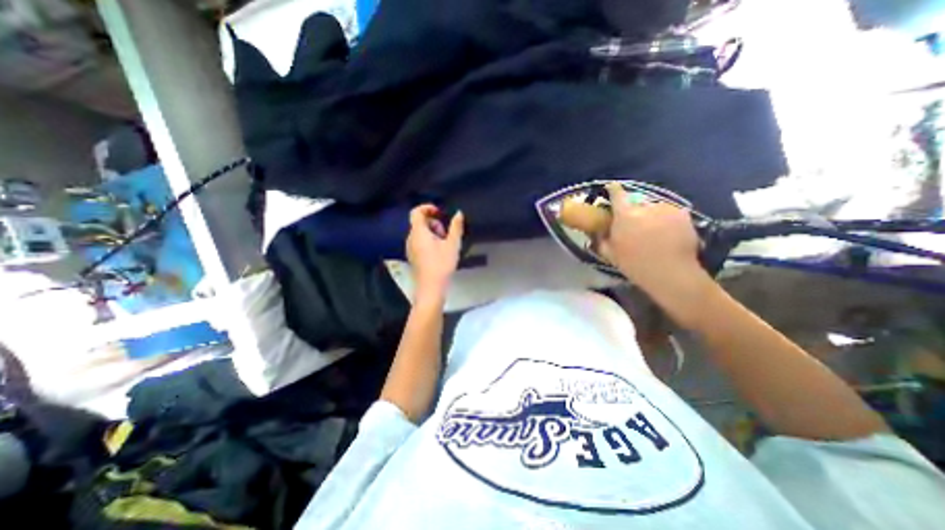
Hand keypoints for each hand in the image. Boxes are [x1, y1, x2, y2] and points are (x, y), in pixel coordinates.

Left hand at [407, 205, 463, 299]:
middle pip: (420, 223)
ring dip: (433, 233)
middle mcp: (411, 239)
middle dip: (434, 223)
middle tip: (446, 234)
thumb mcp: (453, 244)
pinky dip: (429, 241)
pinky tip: (439, 252)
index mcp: (418, 233)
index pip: (416, 212)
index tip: (439, 212)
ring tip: (445, 245)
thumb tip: (458, 214)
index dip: (427, 208)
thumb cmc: (441, 265)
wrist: (431, 288)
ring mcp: (410, 248)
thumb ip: (456, 227)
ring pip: (420, 233)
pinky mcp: (413, 256)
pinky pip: (419, 242)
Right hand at [600, 184, 703, 292]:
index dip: (613, 189)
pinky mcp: (683, 214)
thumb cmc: (634, 264)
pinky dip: (666, 219)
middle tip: (634, 226)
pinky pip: (669, 212)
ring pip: (653, 207)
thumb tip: (597, 231)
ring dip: (651, 215)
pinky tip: (667, 234)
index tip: (611, 188)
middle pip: (636, 202)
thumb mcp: (610, 254)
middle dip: (633, 211)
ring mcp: (666, 208)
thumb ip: (601, 239)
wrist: (670, 273)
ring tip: (654, 232)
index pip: (617, 193)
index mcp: (625, 215)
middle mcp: (645, 206)